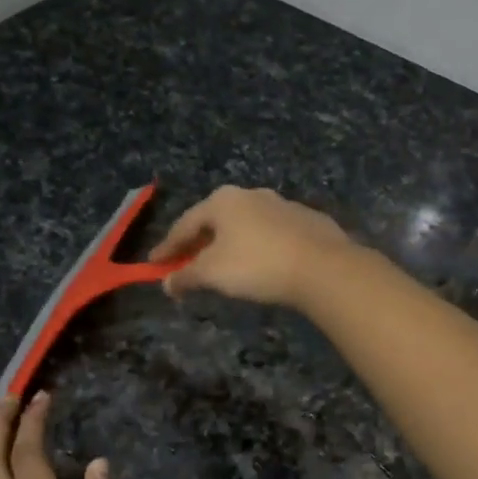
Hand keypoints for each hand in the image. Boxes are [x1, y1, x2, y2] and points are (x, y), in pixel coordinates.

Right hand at [148, 186, 352, 307]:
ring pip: (246, 225)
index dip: (167, 247)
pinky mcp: (308, 221)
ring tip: (224, 265)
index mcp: (223, 201)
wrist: (323, 267)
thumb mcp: (213, 273)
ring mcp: (283, 205)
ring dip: (230, 244)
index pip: (185, 224)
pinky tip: (261, 264)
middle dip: (199, 243)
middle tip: (187, 264)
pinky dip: (259, 247)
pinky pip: (272, 234)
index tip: (154, 265)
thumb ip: (186, 276)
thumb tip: (167, 284)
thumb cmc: (257, 265)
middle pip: (215, 221)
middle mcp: (251, 195)